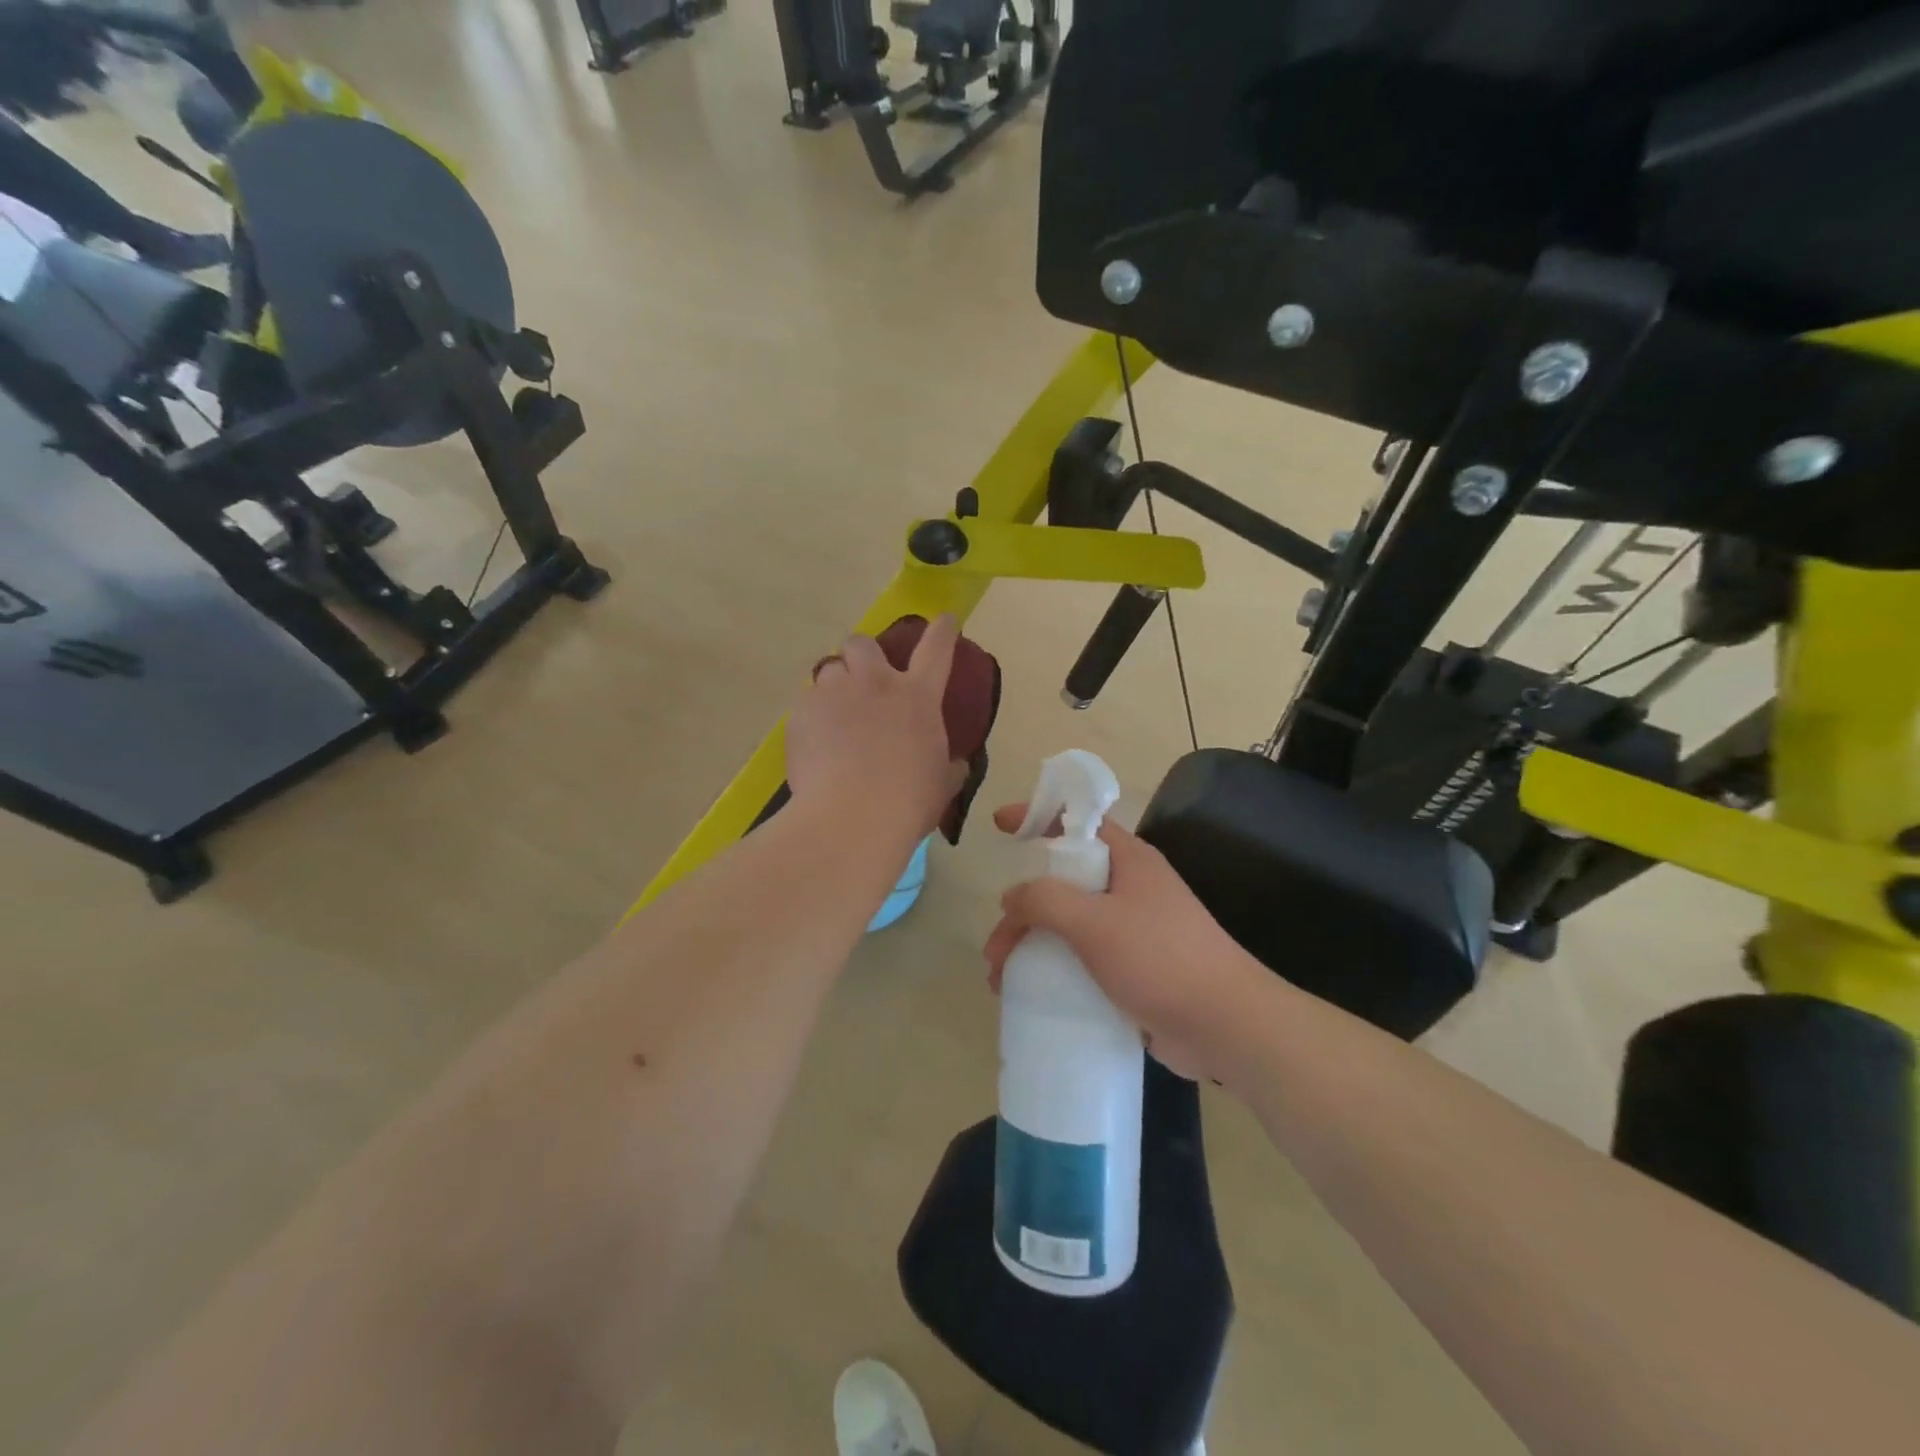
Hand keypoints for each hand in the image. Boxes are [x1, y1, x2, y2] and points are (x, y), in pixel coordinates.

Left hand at [786, 616, 965, 841]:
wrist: (851, 817)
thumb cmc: (907, 802)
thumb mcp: (940, 784)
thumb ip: (948, 767)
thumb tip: (956, 764)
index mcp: (917, 697)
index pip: (937, 650)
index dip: (942, 631)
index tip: (944, 619)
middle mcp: (875, 684)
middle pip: (863, 643)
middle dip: (862, 654)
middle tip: (862, 680)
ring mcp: (835, 694)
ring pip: (828, 670)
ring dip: (834, 688)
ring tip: (834, 717)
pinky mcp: (801, 712)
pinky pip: (805, 704)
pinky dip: (811, 718)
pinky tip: (814, 745)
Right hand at [983, 804, 1271, 1081]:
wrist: (1225, 1026)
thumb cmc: (1160, 959)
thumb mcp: (1094, 922)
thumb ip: (1045, 901)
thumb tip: (1011, 897)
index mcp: (1128, 861)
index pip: (1078, 822)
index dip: (1039, 815)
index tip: (1000, 824)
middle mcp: (1130, 889)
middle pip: (1063, 883)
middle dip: (1023, 910)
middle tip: (995, 947)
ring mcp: (1133, 931)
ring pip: (1069, 925)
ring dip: (1031, 946)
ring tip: (1001, 981)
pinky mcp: (1134, 970)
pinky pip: (1082, 959)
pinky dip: (1053, 970)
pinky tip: (1030, 994)